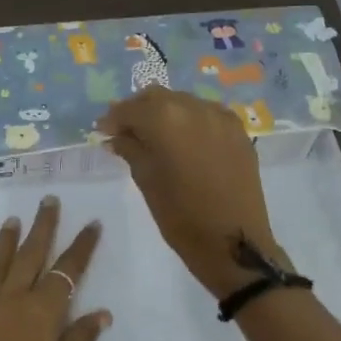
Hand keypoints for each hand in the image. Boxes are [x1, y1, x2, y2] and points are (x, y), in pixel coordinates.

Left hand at [0, 196, 109, 340]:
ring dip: (5, 241)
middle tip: (48, 200)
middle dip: (43, 227)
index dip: (81, 247)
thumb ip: (79, 340)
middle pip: (31, 256)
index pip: (67, 271)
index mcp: (42, 312)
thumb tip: (102, 312)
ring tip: (12, 220)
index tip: (92, 223)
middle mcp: (12, 300)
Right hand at [97, 87, 291, 298]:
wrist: (234, 243)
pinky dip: (189, 119)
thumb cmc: (181, 216)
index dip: (113, 119)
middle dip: (138, 110)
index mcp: (165, 119)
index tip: (103, 131)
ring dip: (164, 112)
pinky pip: (206, 113)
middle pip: (156, 97)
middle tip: (125, 130)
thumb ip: (130, 149)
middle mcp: (193, 107)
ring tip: (154, 135)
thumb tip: (116, 136)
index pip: (130, 109)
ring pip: (182, 101)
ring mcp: (220, 116)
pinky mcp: (238, 130)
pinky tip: (184, 139)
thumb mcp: (146, 180)